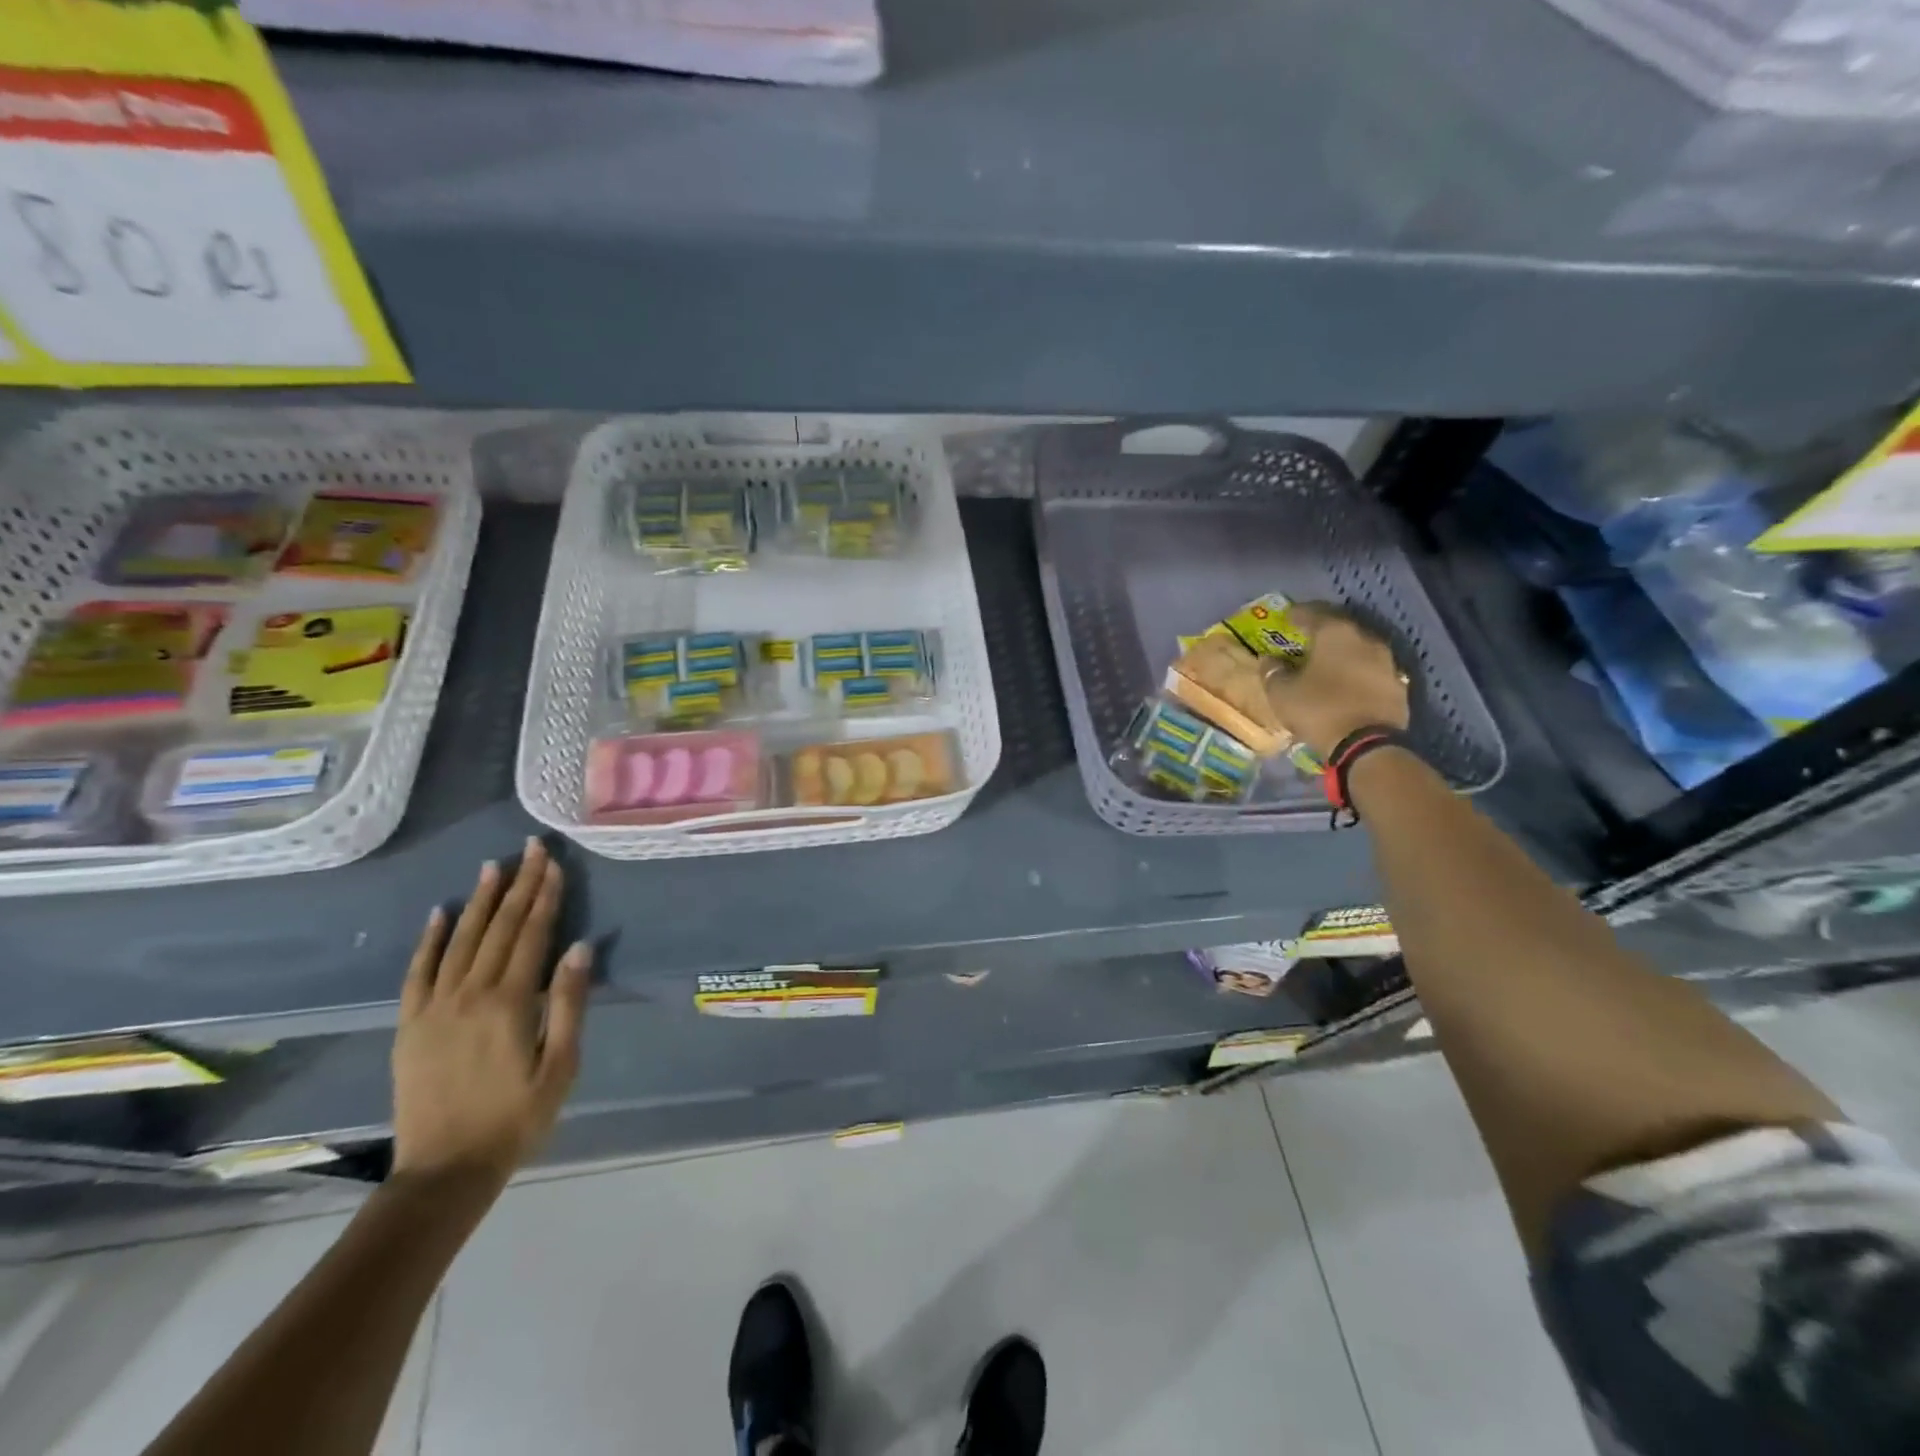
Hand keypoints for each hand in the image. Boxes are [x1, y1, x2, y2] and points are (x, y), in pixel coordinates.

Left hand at [392, 840, 591, 1192]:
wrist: (444, 1171)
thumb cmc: (517, 1118)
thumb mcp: (561, 1066)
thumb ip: (569, 1004)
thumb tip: (580, 948)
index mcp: (510, 1003)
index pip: (532, 935)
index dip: (546, 897)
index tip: (555, 863)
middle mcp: (469, 994)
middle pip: (499, 928)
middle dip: (519, 885)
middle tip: (530, 848)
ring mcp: (434, 1007)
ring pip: (460, 940)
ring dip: (479, 900)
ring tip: (493, 866)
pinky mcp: (410, 1024)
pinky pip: (418, 971)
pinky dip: (429, 939)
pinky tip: (440, 912)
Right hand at [1261, 603, 1409, 759]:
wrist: (1367, 745)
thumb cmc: (1319, 710)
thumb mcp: (1282, 693)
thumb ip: (1273, 671)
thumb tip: (1270, 660)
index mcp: (1335, 633)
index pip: (1313, 613)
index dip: (1297, 614)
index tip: (1287, 617)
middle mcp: (1365, 639)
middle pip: (1340, 627)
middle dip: (1322, 631)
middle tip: (1306, 637)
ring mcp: (1387, 661)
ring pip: (1359, 648)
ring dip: (1343, 652)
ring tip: (1327, 661)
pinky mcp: (1398, 684)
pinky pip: (1372, 670)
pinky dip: (1358, 671)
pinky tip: (1348, 682)